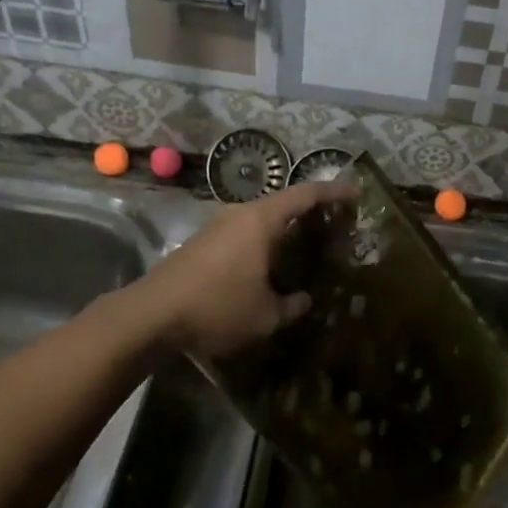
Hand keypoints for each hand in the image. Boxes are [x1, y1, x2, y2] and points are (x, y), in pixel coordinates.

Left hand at [138, 179, 358, 357]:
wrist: (151, 314)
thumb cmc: (217, 306)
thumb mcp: (265, 315)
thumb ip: (291, 306)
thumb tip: (304, 300)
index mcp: (261, 220)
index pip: (305, 195)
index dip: (333, 191)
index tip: (356, 191)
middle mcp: (240, 214)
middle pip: (282, 204)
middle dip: (309, 213)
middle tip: (333, 227)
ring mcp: (217, 227)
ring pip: (260, 221)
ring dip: (283, 231)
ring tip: (304, 249)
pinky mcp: (202, 244)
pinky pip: (243, 235)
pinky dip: (262, 244)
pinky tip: (267, 268)